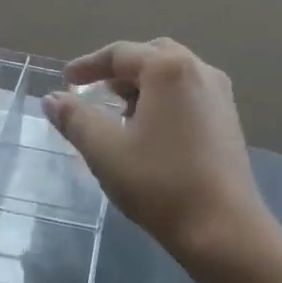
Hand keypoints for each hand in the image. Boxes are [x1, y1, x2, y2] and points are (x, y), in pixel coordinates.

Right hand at [42, 39, 271, 261]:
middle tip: (94, 91)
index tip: (66, 81)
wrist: (223, 229)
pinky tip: (150, 130)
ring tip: (119, 112)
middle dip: (119, 70)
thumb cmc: (160, 183)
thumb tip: (53, 99)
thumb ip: (75, 119)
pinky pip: (189, 94)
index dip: (88, 65)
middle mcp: (199, 70)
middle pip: (151, 55)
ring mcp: (219, 95)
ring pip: (173, 75)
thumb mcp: (106, 151)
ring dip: (143, 85)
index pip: (120, 53)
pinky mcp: (228, 120)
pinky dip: (164, 99)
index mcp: (168, 68)